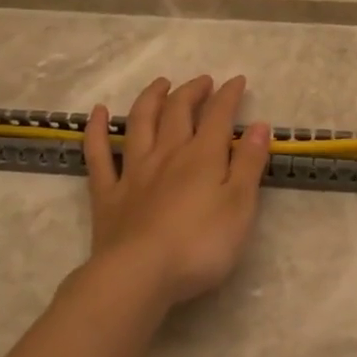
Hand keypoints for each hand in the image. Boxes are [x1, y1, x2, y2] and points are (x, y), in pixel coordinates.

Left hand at [83, 74, 271, 311]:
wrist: (139, 275)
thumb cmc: (200, 245)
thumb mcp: (240, 206)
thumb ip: (248, 164)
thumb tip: (259, 125)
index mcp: (202, 157)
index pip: (218, 116)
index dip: (228, 95)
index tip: (237, 81)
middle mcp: (167, 154)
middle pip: (178, 112)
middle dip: (192, 92)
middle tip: (202, 81)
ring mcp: (133, 171)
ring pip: (140, 123)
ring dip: (151, 98)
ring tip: (161, 84)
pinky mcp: (107, 193)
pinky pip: (98, 154)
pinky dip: (97, 130)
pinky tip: (97, 112)